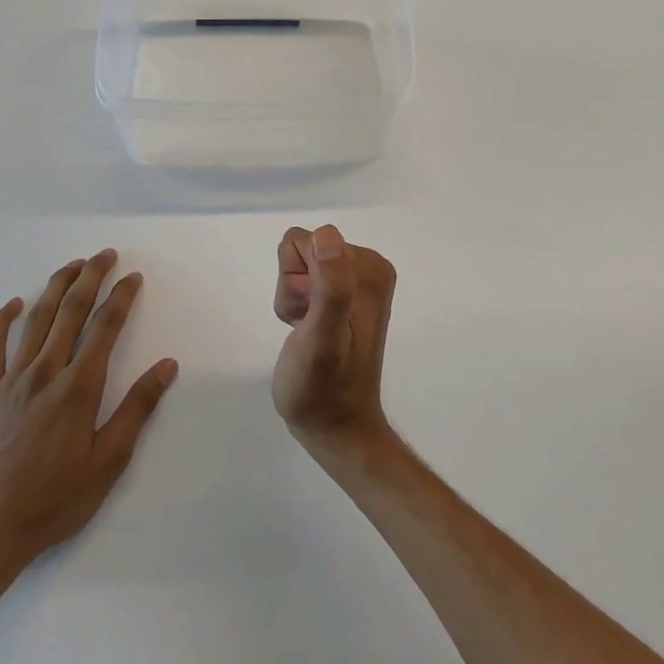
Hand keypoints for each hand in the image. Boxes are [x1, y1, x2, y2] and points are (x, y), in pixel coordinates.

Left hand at [0, 250, 177, 586]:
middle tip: (105, 254)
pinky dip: (2, 321)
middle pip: (70, 311)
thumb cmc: (56, 500)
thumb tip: (167, 366)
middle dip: (90, 278)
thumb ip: (137, 408)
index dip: (121, 297)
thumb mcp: (109, 462)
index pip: (105, 327)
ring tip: (72, 266)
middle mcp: (45, 373)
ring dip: (55, 287)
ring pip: (35, 320)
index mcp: (78, 387)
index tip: (133, 277)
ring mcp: (11, 381)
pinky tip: (13, 304)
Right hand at [271, 225, 397, 459]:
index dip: (295, 281)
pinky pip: (302, 281)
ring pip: (296, 267)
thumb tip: (327, 234)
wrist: (335, 428)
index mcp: (369, 267)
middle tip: (307, 328)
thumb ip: (331, 285)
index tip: (309, 316)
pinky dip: (297, 307)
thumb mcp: (323, 336)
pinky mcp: (342, 296)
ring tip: (308, 334)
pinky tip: (309, 333)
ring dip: (294, 301)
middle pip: (300, 251)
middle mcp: (367, 266)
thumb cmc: (323, 388)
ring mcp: (355, 281)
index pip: (303, 242)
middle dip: (294, 290)